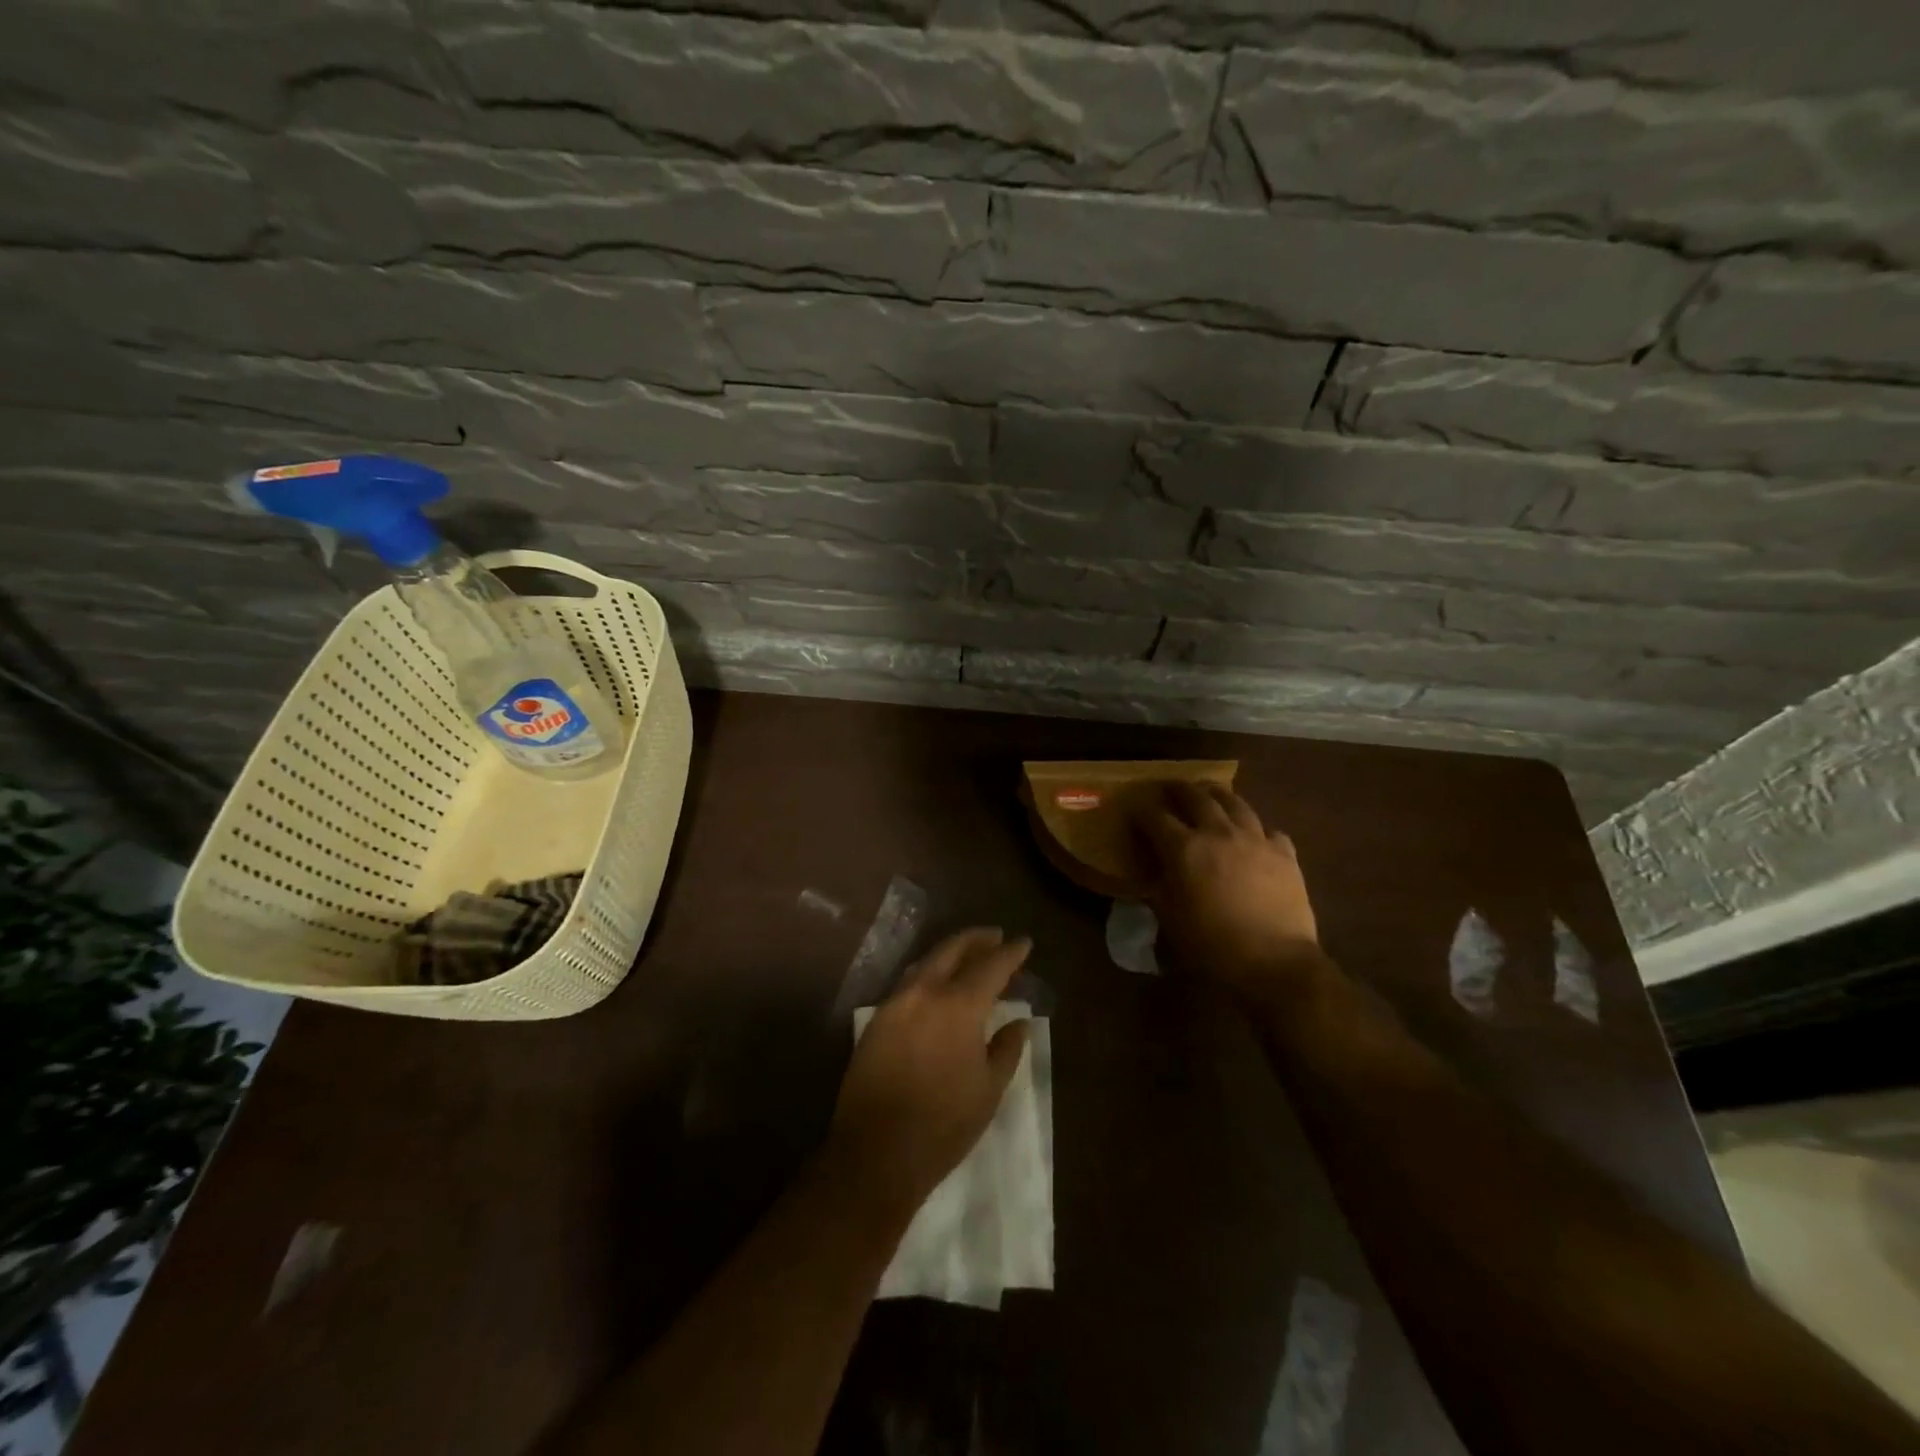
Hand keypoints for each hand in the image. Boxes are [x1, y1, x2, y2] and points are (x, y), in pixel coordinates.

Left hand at [825, 928, 1032, 1218]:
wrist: (876, 1152)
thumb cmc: (943, 1124)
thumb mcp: (989, 1089)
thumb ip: (1007, 1049)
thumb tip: (1019, 1022)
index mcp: (958, 1006)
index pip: (991, 966)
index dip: (1010, 953)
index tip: (1024, 943)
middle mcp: (924, 992)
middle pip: (952, 950)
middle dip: (976, 940)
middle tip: (995, 937)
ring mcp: (895, 1004)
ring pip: (925, 963)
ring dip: (949, 953)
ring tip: (968, 955)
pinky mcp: (875, 1021)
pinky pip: (907, 983)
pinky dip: (927, 974)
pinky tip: (936, 985)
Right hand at [1135, 782, 1320, 997]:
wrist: (1274, 962)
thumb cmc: (1211, 945)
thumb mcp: (1169, 917)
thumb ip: (1158, 886)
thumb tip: (1154, 872)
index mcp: (1184, 848)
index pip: (1155, 817)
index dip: (1141, 809)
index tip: (1133, 807)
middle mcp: (1218, 833)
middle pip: (1196, 797)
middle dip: (1178, 789)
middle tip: (1169, 787)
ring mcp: (1256, 839)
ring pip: (1235, 802)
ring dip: (1217, 794)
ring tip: (1210, 793)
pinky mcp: (1285, 853)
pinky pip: (1269, 830)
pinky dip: (1257, 829)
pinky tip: (1254, 837)